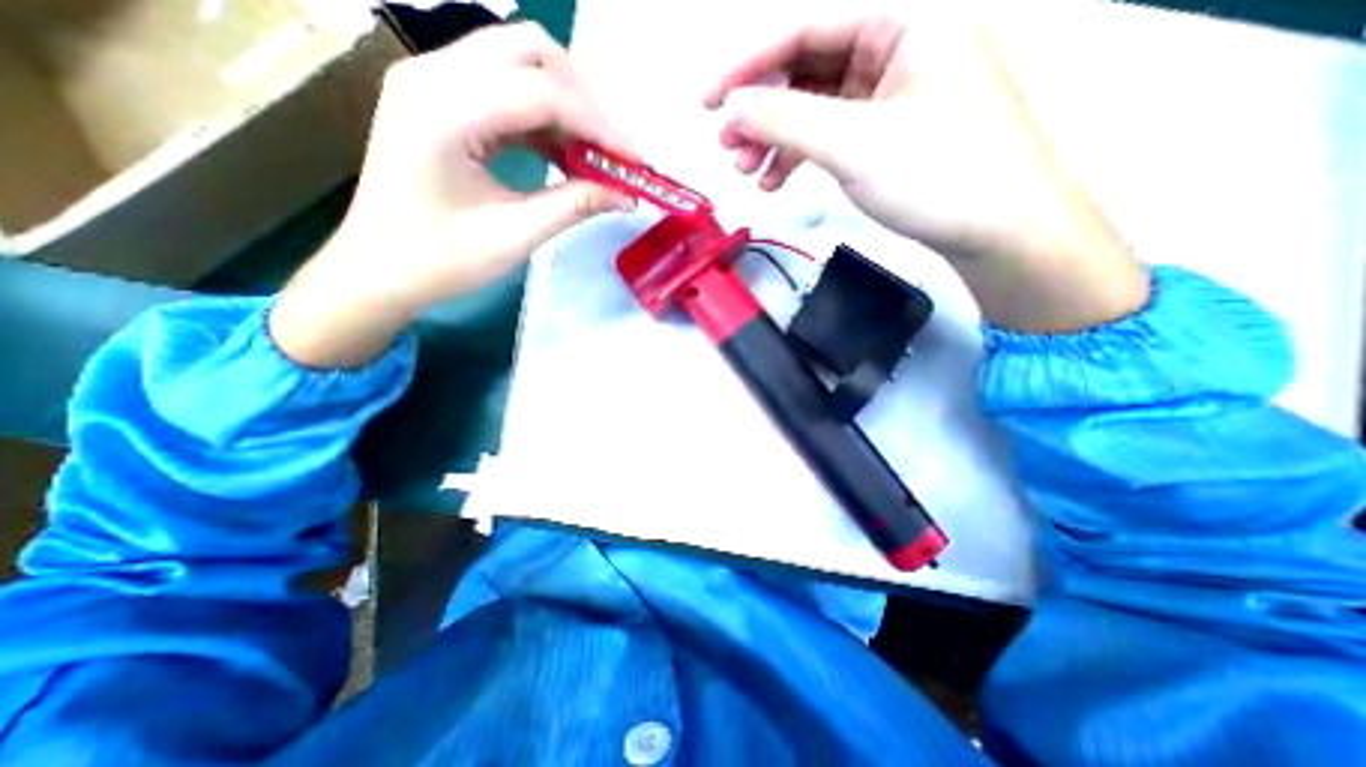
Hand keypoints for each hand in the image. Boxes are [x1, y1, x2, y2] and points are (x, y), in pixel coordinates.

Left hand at [271, 24, 635, 365]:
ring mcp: (434, 80)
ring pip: (521, 63)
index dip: (599, 125)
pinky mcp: (442, 99)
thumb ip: (575, 206)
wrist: (378, 270)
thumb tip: (626, 195)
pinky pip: (507, 89)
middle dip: (587, 101)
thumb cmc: (440, 260)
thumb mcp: (515, 236)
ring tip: (597, 155)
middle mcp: (434, 73)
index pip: (543, 92)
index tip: (635, 162)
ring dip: (568, 106)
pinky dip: (545, 117)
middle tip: (615, 152)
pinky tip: (566, 153)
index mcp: (444, 108)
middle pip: (531, 52)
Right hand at [705, 2, 1150, 331]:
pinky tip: (777, 181)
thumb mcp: (854, 144)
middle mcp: (898, 42)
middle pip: (807, 65)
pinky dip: (799, 154)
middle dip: (762, 109)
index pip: (806, 26)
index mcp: (905, 17)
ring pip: (815, 103)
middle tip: (729, 148)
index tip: (707, 101)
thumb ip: (786, 120)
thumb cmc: (938, 175)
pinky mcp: (887, 129)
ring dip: (776, 137)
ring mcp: (892, 90)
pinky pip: (830, 131)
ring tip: (749, 172)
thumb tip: (732, 108)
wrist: (998, 229)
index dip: (748, 63)